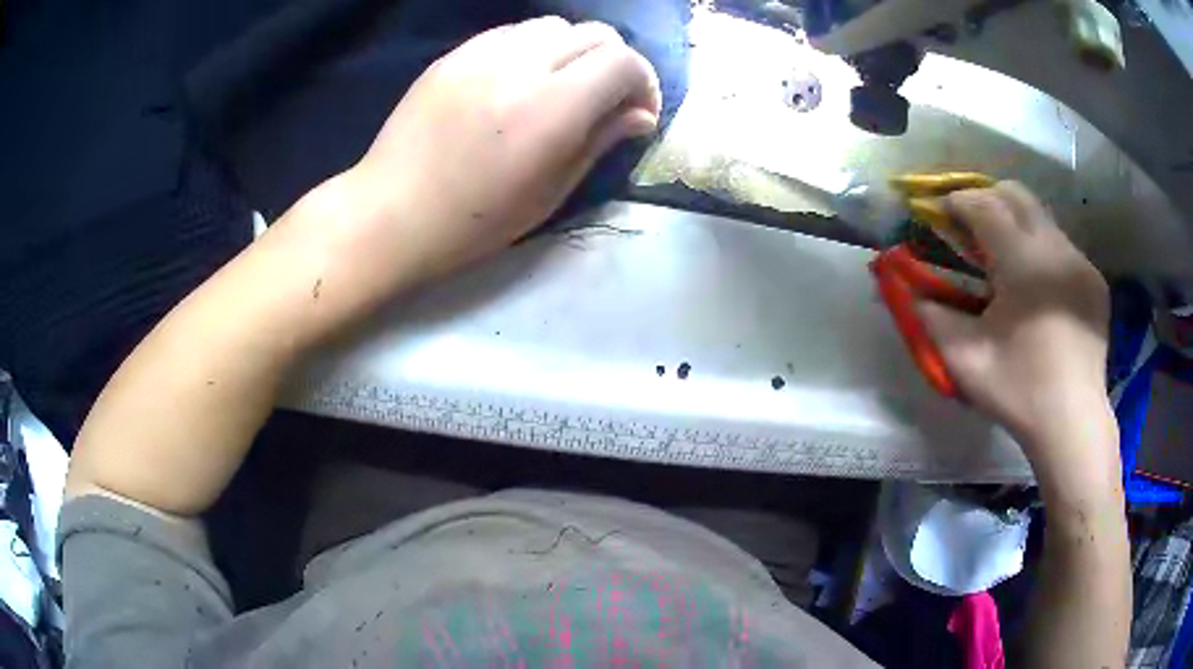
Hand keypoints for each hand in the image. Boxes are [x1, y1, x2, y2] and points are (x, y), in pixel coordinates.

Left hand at [339, 17, 660, 281]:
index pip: (623, 62)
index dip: (644, 82)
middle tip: (607, 98)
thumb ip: (600, 141)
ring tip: (563, 85)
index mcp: (551, 109)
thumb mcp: (550, 192)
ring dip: (574, 50)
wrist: (392, 212)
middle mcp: (521, 66)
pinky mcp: (455, 55)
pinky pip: (512, 32)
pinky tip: (521, 78)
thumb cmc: (474, 221)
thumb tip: (641, 115)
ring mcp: (482, 55)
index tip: (639, 112)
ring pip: (554, 25)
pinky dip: (533, 47)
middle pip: (595, 34)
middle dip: (616, 62)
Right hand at [917, 182, 1117, 488]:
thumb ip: (931, 315)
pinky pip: (1061, 246)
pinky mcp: (1094, 281)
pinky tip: (1035, 287)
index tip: (940, 211)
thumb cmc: (1019, 391)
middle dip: (987, 199)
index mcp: (1024, 262)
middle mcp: (1056, 248)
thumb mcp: (964, 359)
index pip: (985, 206)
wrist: (1072, 424)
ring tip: (1002, 257)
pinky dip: (1040, 250)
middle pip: (1016, 194)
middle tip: (969, 226)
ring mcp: (1080, 262)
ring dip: (1015, 223)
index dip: (958, 202)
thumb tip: (908, 287)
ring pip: (1042, 217)